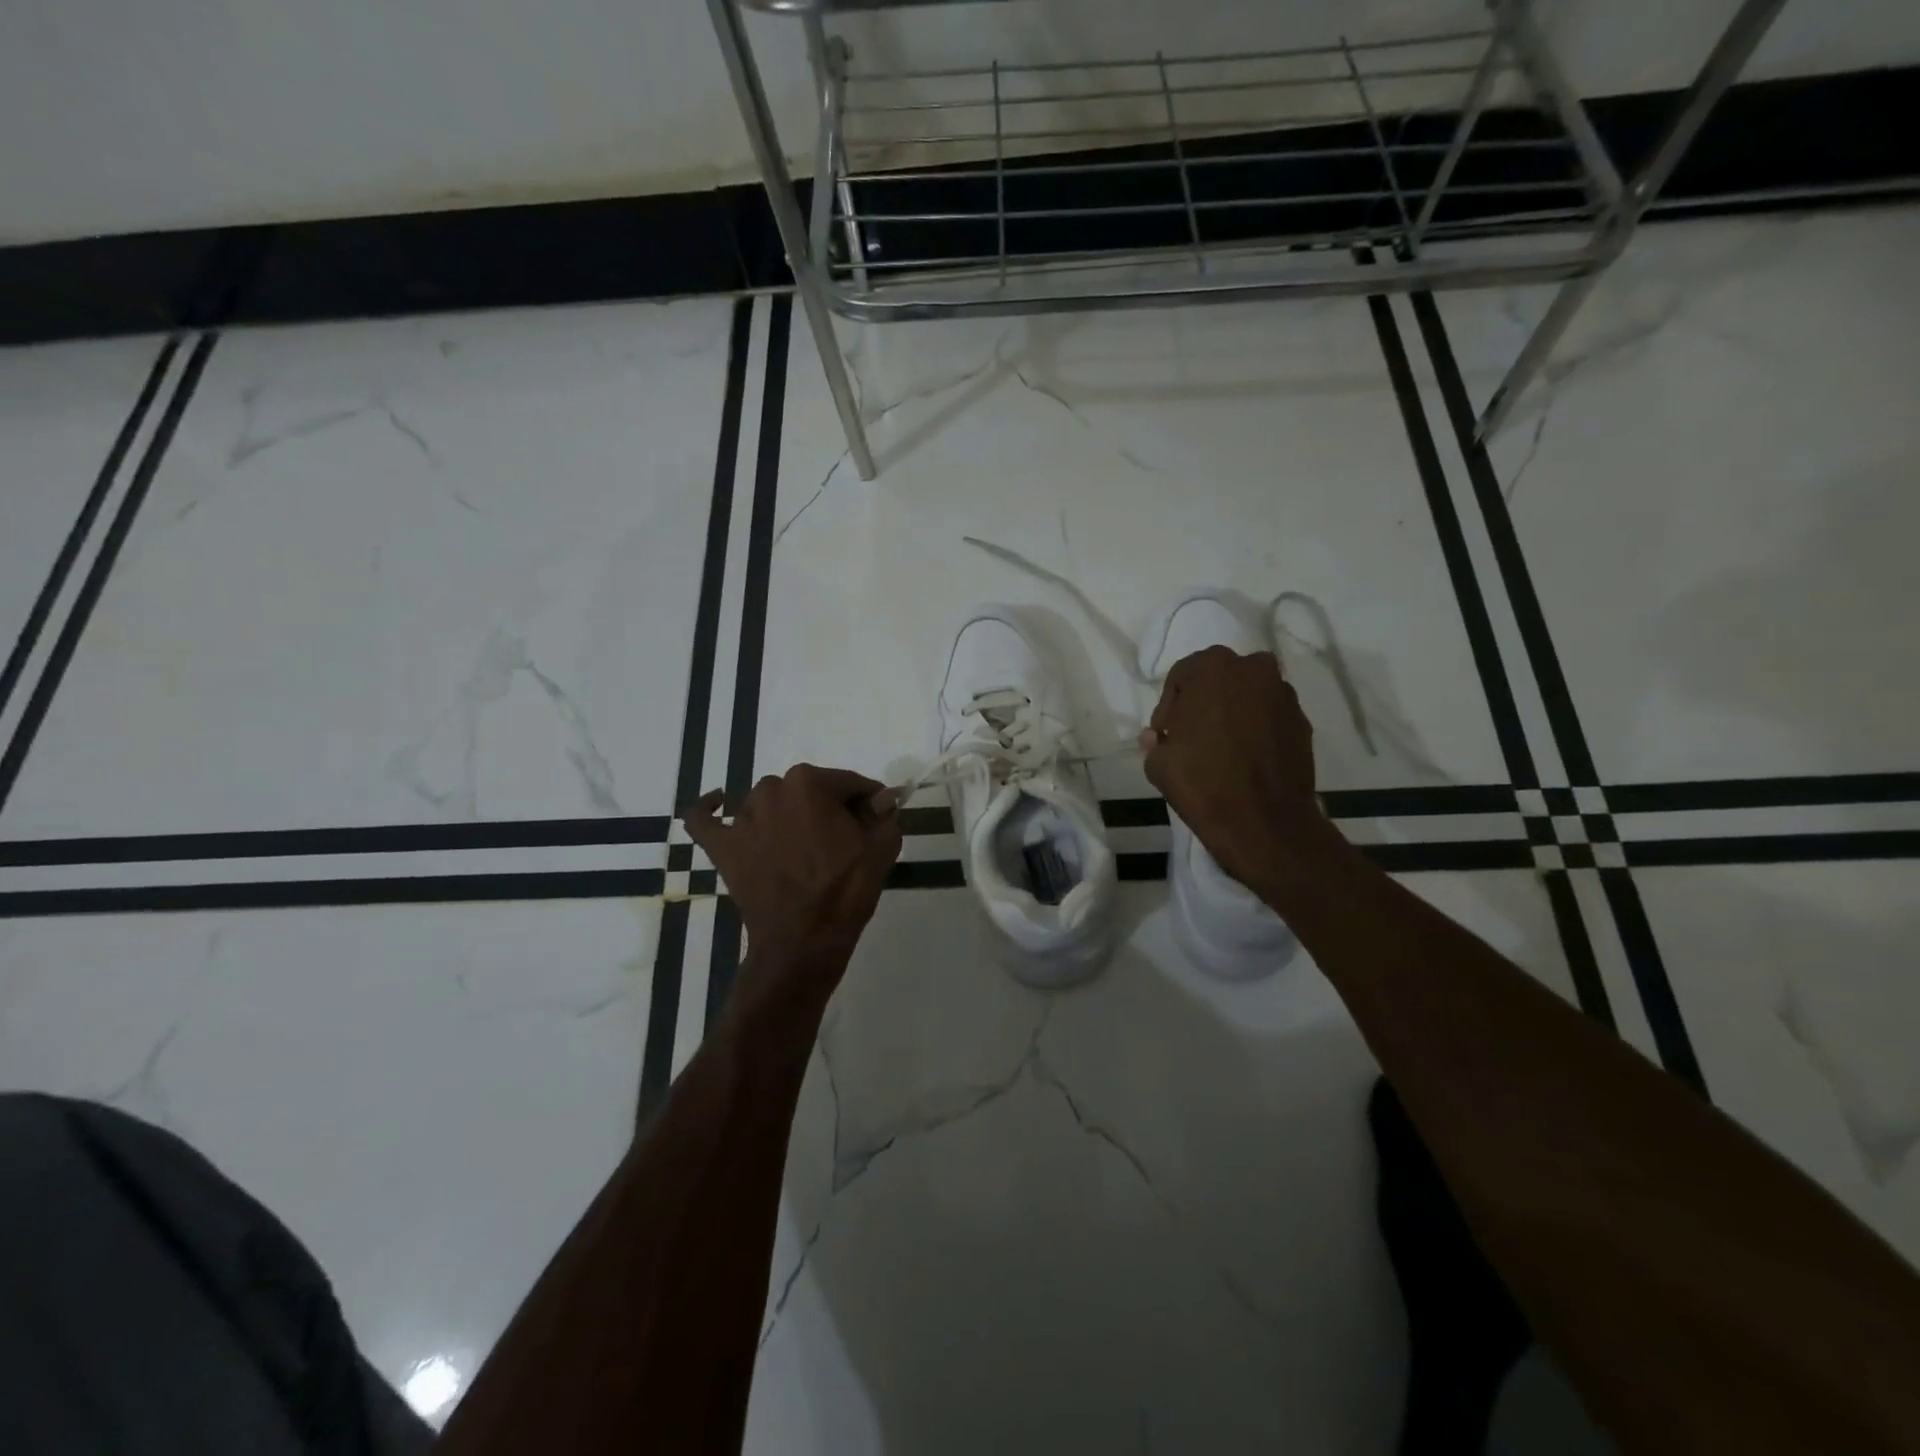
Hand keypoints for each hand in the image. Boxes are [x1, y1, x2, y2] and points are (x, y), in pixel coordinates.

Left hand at [683, 765, 902, 1009]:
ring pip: (767, 802)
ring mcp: (742, 818)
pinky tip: (718, 803)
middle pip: (808, 790)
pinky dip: (709, 808)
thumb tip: (879, 801)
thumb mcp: (882, 847)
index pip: (849, 783)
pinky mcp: (721, 846)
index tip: (878, 818)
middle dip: (827, 808)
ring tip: (801, 845)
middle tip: (844, 840)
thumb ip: (884, 814)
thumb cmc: (845, 890)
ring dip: (784, 814)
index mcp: (810, 783)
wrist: (804, 941)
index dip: (868, 800)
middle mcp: (771, 789)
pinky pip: (704, 819)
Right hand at [1140, 646, 1324, 888]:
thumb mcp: (1158, 762)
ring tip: (1220, 749)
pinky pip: (1269, 717)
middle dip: (1203, 703)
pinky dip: (1256, 729)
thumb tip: (1157, 737)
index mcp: (1213, 667)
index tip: (1166, 736)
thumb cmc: (1202, 782)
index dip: (1169, 707)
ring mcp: (1283, 695)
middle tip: (1191, 737)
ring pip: (1247, 696)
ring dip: (1232, 714)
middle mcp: (1253, 669)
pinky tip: (1245, 759)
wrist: (1263, 822)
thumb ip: (1156, 741)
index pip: (1181, 676)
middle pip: (1218, 680)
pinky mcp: (1302, 722)